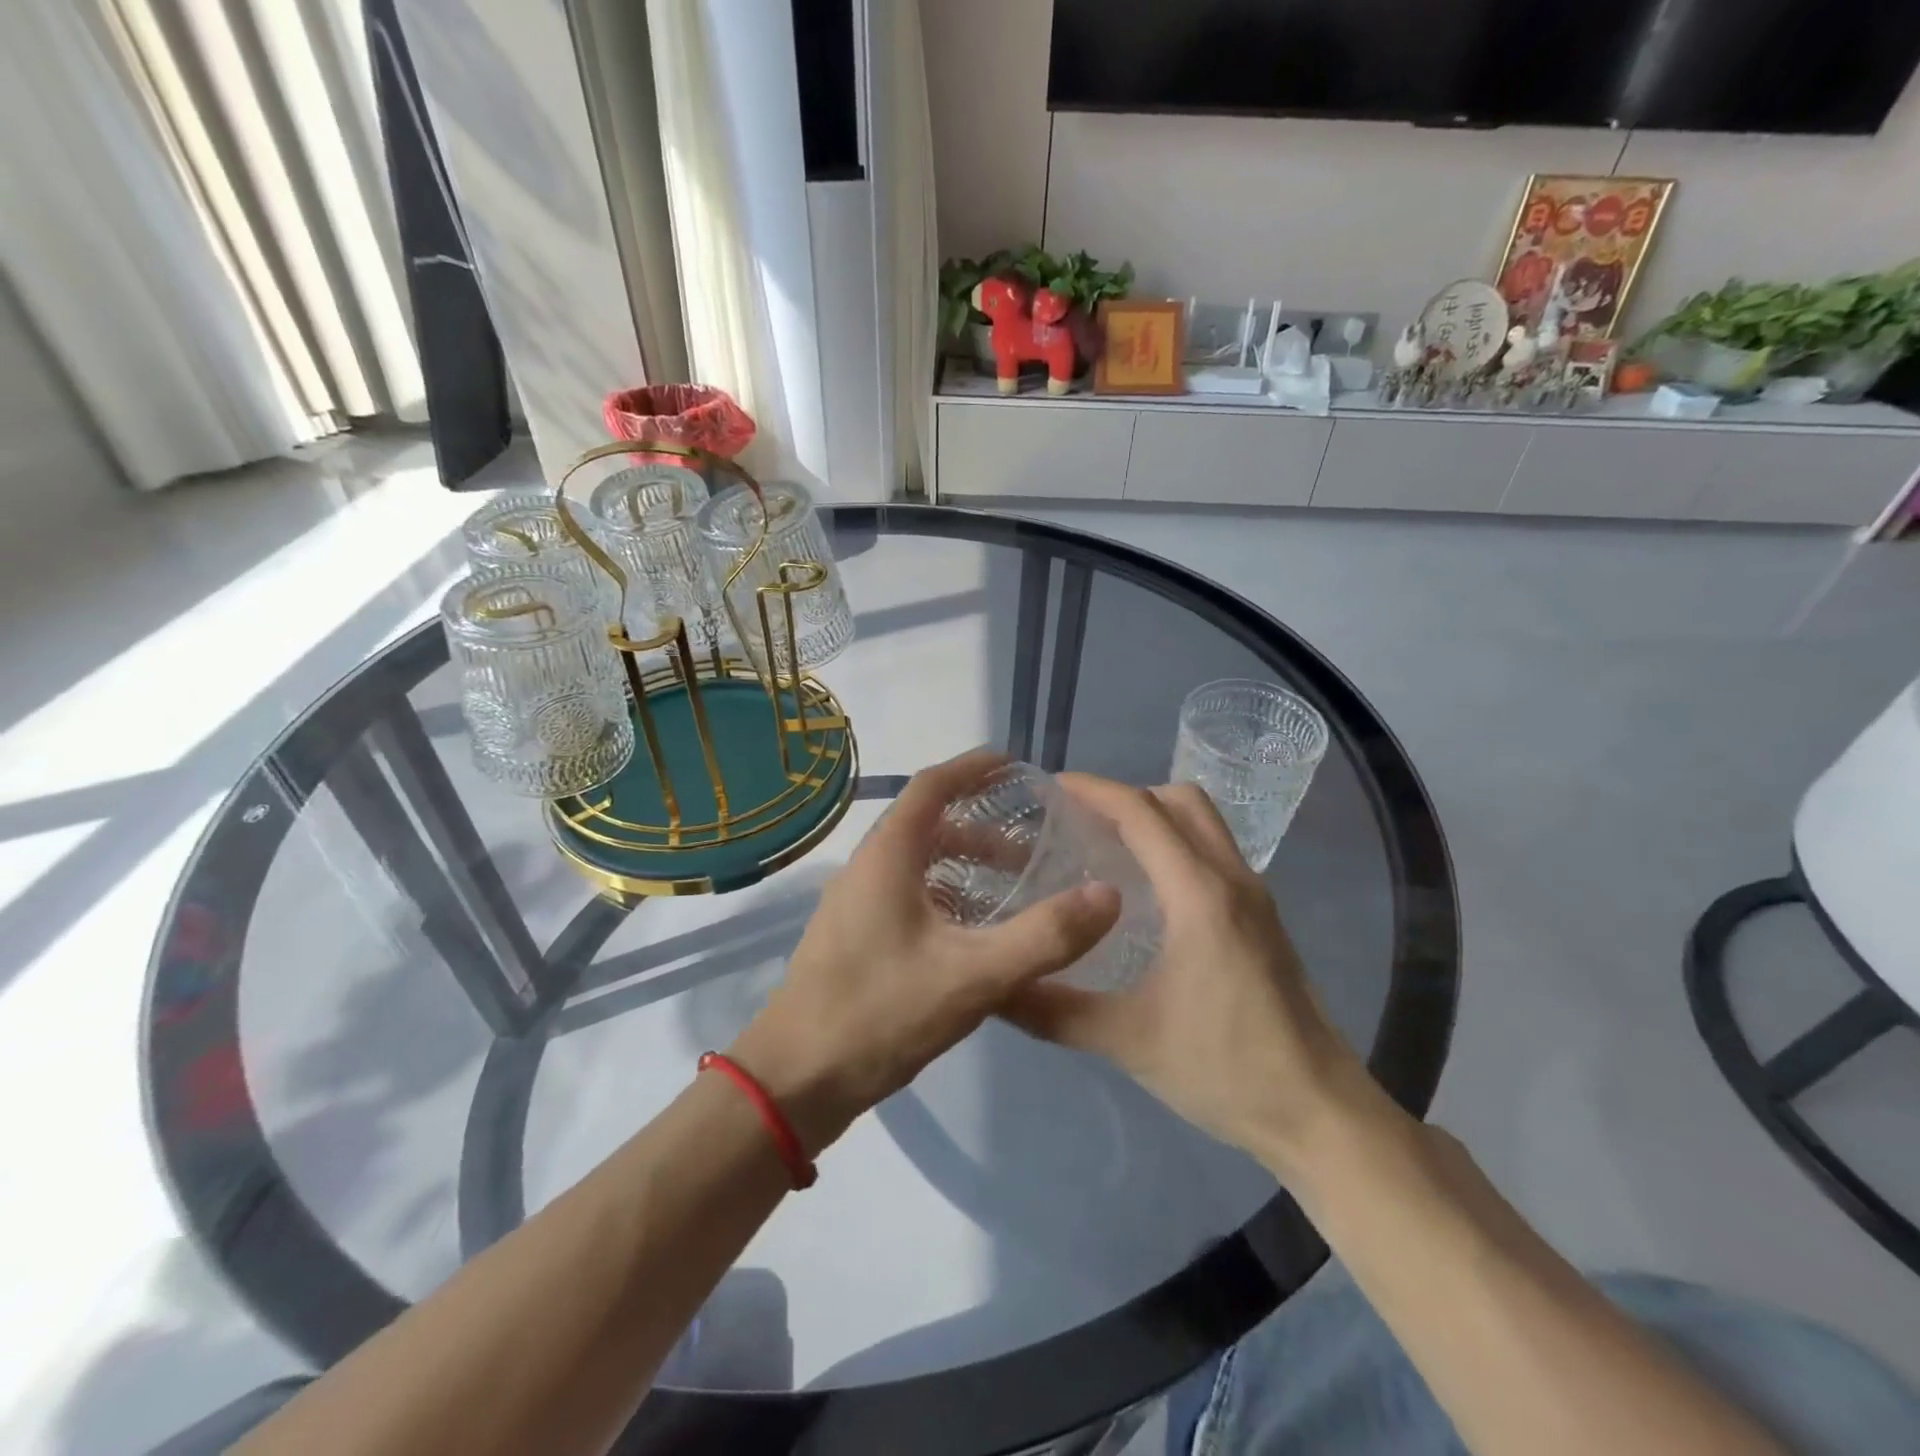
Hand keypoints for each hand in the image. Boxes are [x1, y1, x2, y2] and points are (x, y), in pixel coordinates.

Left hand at [730, 750, 1121, 1156]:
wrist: (796, 1081)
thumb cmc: (880, 1014)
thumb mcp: (973, 976)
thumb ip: (1044, 936)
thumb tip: (1109, 894)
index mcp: (888, 855)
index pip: (933, 785)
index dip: (975, 768)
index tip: (1018, 766)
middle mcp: (868, 867)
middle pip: (928, 824)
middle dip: (982, 825)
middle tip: (1033, 844)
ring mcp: (856, 903)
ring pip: (918, 863)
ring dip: (965, 864)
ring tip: (1012, 887)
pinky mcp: (855, 936)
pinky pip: (908, 894)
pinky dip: (947, 894)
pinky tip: (974, 933)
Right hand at [1001, 776, 1375, 1173]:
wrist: (1318, 1112)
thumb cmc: (1225, 1069)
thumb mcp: (1127, 1040)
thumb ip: (1053, 1010)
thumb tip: (993, 988)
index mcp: (1198, 894)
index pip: (1141, 813)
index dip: (1094, 790)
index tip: (1051, 788)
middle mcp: (1231, 878)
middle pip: (1179, 801)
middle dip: (1126, 796)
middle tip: (1078, 819)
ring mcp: (1254, 896)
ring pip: (1204, 822)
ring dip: (1156, 816)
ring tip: (1107, 846)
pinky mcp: (1263, 917)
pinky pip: (1214, 851)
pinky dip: (1177, 843)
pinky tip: (1147, 889)